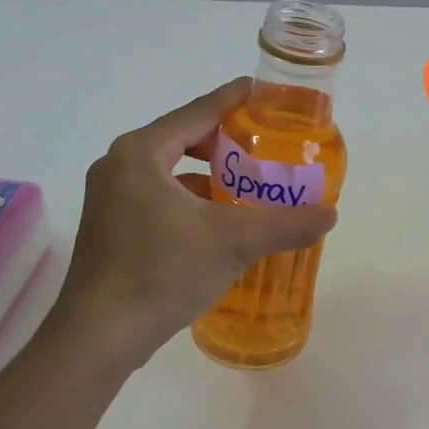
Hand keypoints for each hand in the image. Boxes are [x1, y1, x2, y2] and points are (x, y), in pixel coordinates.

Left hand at [51, 78, 337, 356]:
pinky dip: (189, 197)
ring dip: (207, 172)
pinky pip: (157, 194)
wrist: (98, 337)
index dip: (233, 99)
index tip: (262, 91)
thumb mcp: (234, 243)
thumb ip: (286, 224)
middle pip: (182, 137)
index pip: (198, 112)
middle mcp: (119, 165)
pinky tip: (216, 220)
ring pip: (169, 169)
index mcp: (142, 153)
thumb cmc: (162, 273)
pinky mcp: (109, 226)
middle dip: (224, 140)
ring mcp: (108, 197)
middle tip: (264, 145)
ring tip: (246, 183)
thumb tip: (330, 214)